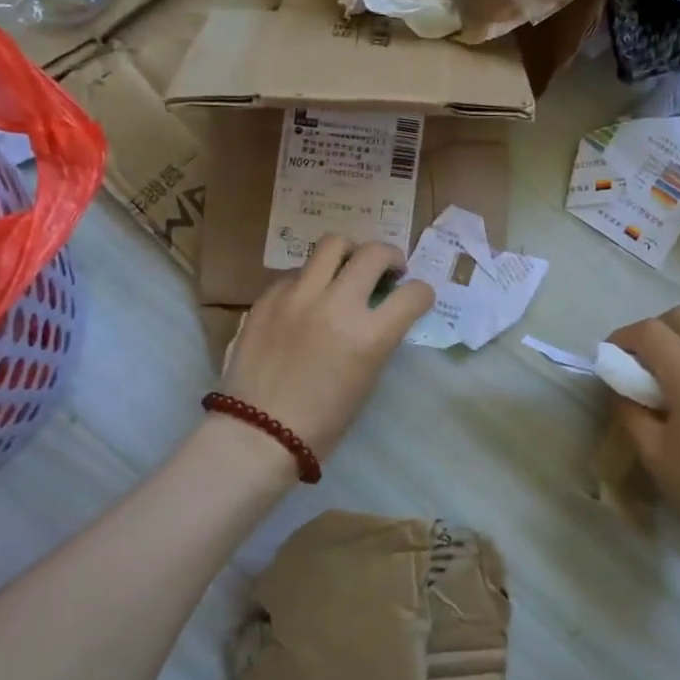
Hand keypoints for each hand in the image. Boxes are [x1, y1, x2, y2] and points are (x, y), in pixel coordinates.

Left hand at [219, 235, 434, 463]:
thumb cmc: (322, 422)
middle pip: (374, 253)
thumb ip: (377, 338)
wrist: (258, 434)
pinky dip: (310, 279)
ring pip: (332, 244)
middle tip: (387, 270)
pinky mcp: (268, 298)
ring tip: (346, 269)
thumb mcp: (366, 379)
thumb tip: (379, 313)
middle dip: (390, 257)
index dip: (422, 293)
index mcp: (369, 335)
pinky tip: (306, 299)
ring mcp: (298, 296)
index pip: (414, 294)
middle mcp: (337, 305)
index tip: (416, 297)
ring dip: (349, 254)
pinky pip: (296, 272)